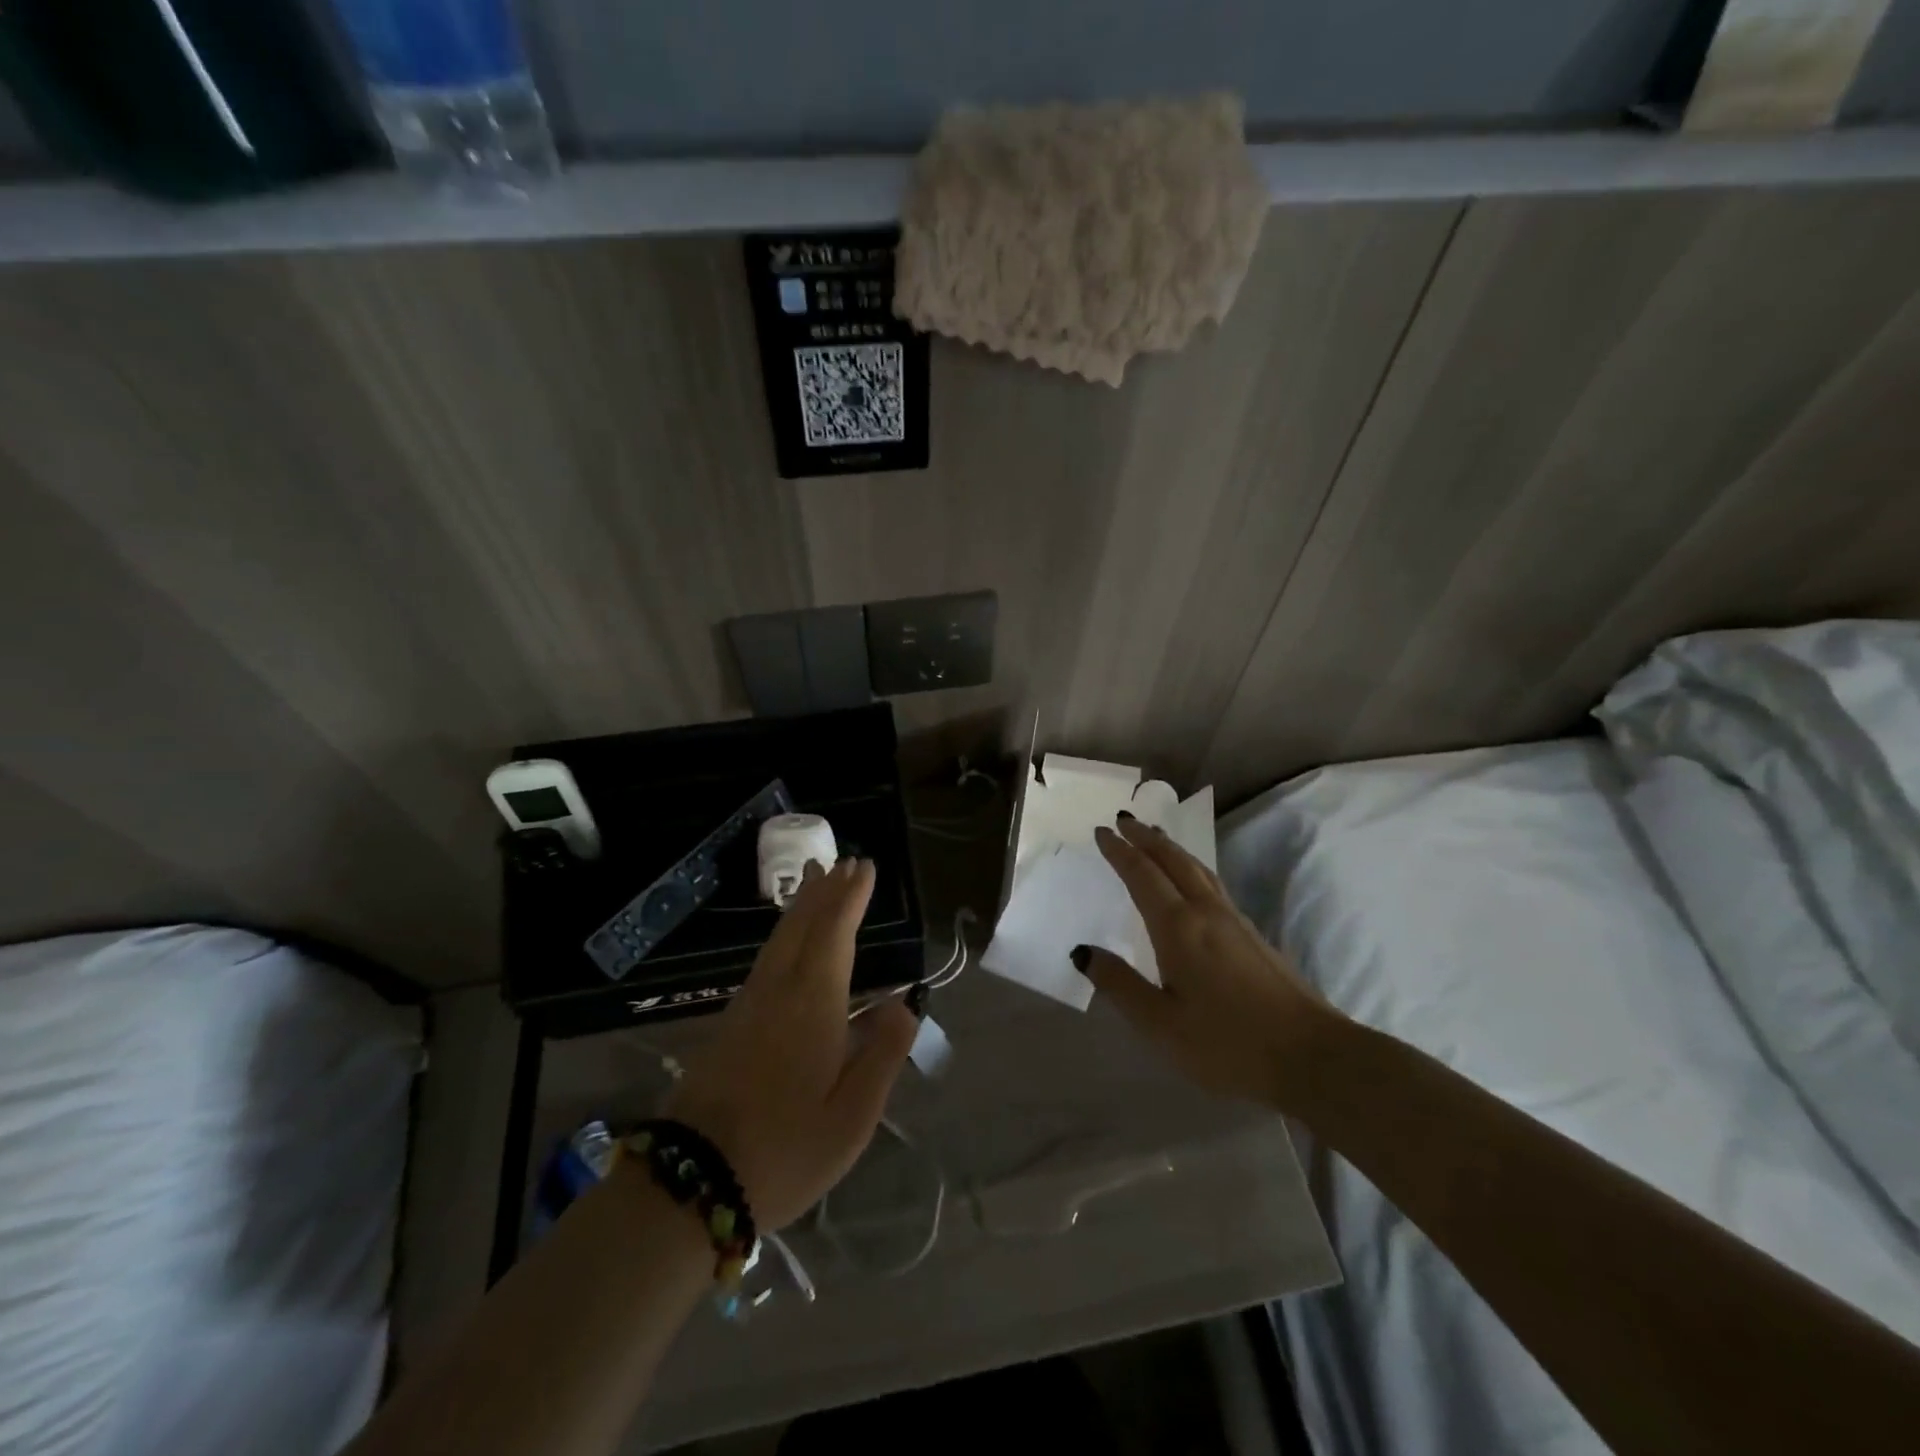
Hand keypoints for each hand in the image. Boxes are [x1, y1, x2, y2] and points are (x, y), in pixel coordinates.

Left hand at [669, 859, 916, 1229]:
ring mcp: (749, 1005)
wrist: (690, 1183)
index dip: (850, 898)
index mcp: (813, 1004)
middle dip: (824, 891)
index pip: (835, 934)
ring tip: (815, 882)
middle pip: (802, 926)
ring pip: (780, 940)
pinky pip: (767, 959)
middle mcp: (779, 990)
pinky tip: (788, 943)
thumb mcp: (852, 1116)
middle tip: (841, 861)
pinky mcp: (730, 1024)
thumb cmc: (785, 1151)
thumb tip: (904, 1003)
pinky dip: (784, 935)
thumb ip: (882, 1055)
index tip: (865, 868)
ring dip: (802, 906)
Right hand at [1076, 818, 1341, 1111]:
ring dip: (1172, 848)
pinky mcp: (1254, 936)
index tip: (1102, 831)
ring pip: (1198, 869)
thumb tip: (1081, 951)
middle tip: (1124, 820)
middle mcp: (1206, 912)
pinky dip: (1193, 868)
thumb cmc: (1227, 1045)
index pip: (1142, 875)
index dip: (1119, 851)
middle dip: (1146, 838)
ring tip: (1156, 837)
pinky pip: (1213, 884)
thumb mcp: (1160, 1024)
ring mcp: (1235, 921)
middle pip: (1173, 861)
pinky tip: (1194, 881)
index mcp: (1178, 928)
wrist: (1313, 1058)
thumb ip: (1119, 984)